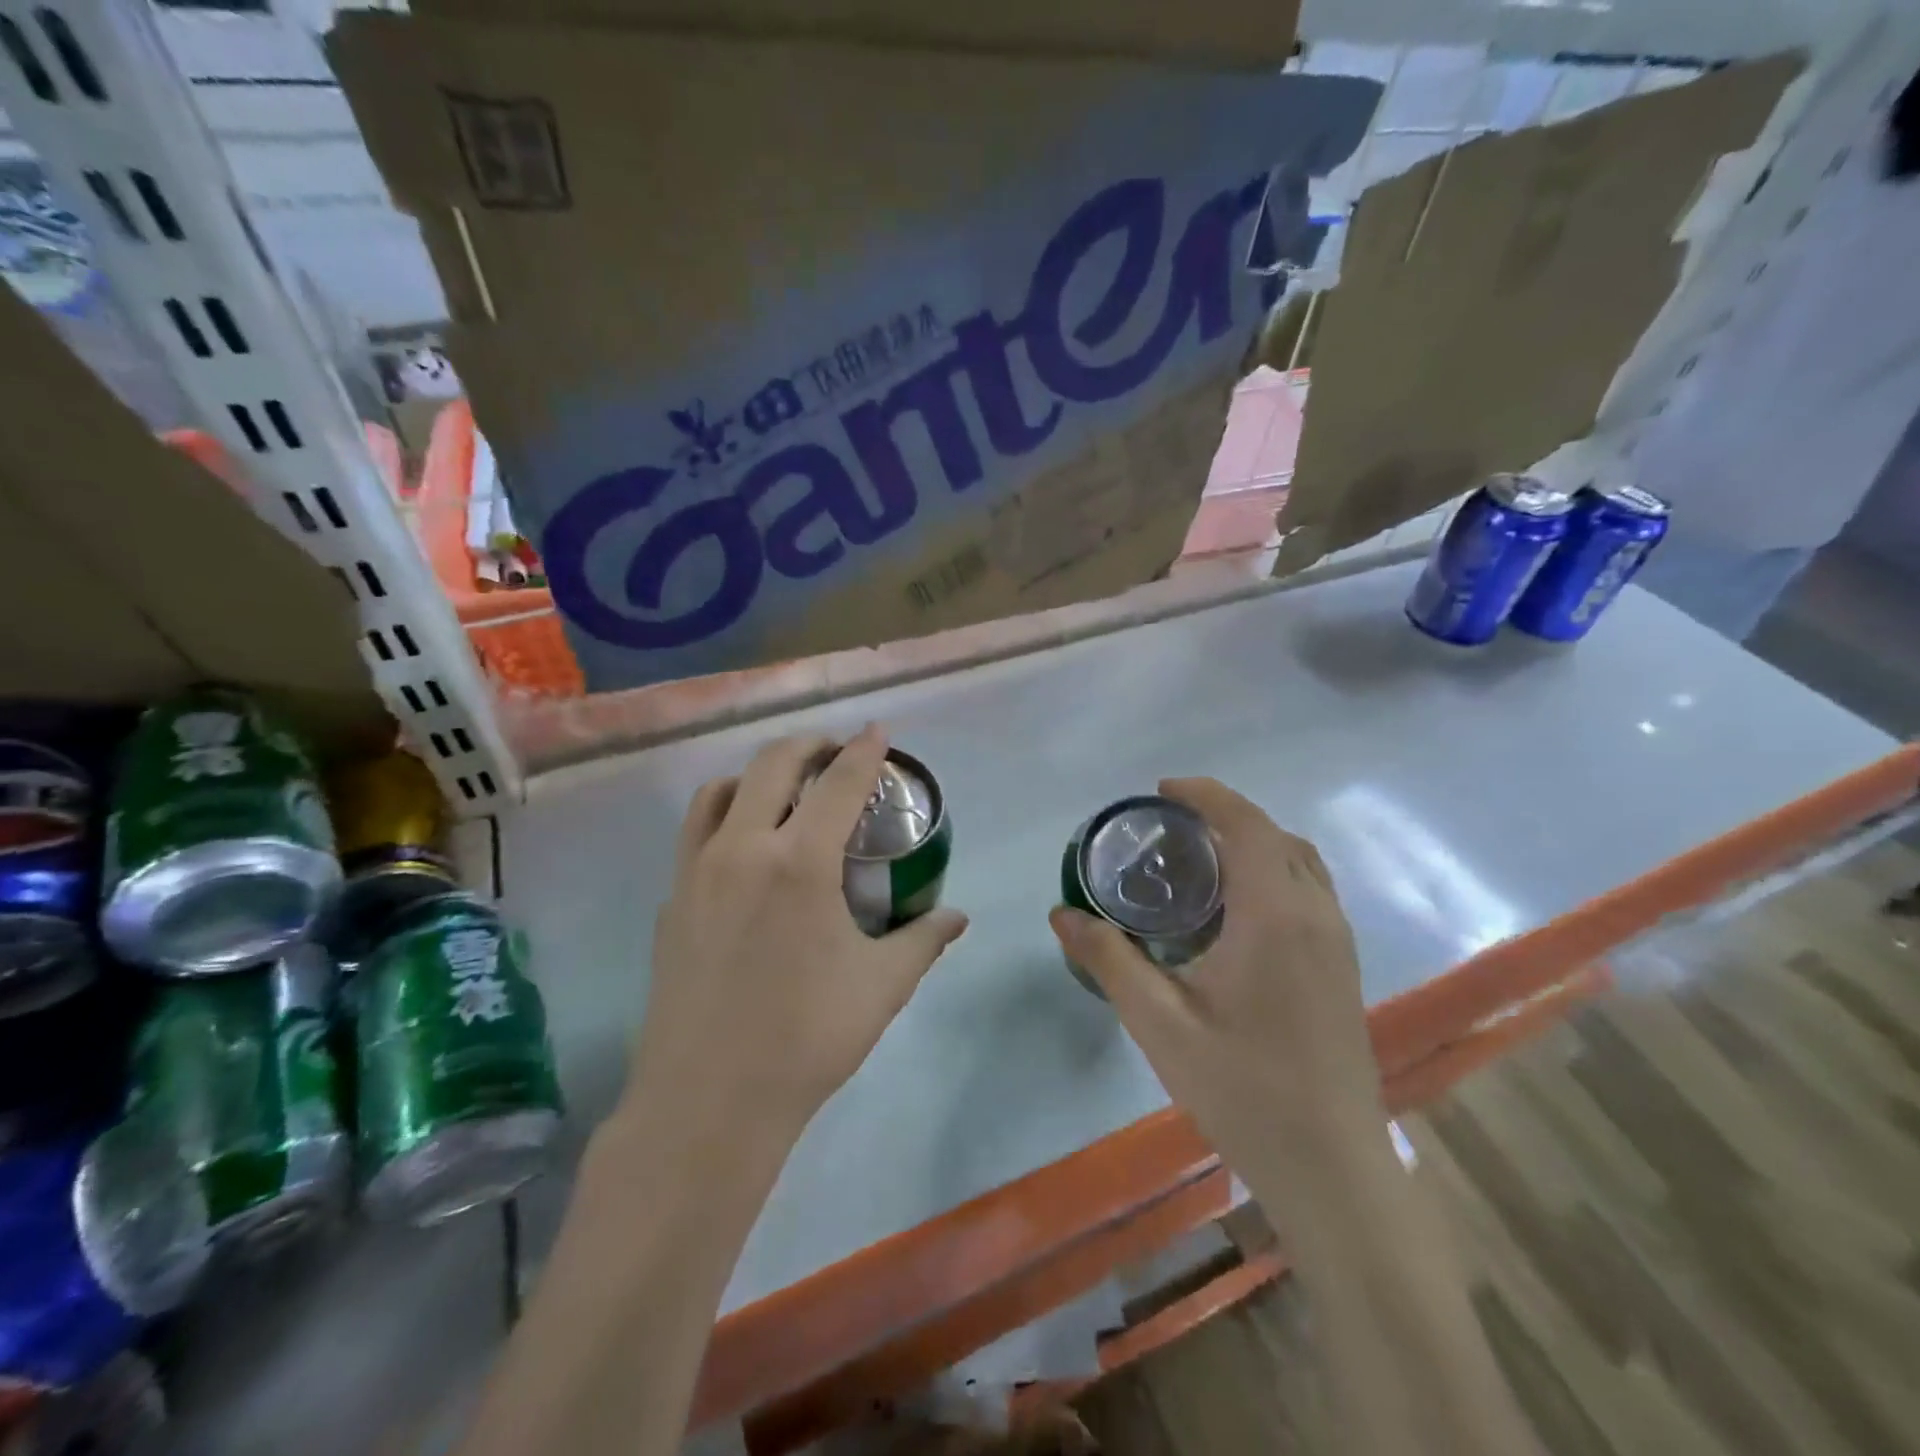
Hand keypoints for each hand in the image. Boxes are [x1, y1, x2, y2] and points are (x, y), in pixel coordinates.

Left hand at [627, 725, 968, 1148]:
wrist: (709, 1101)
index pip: (840, 782)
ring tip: (785, 791)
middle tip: (835, 755)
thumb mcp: (882, 985)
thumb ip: (924, 940)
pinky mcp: (672, 900)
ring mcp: (697, 871)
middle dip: (809, 746)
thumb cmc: (807, 1038)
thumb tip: (957, 917)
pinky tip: (746, 850)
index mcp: (799, 862)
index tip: (877, 731)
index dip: (864, 750)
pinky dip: (725, 815)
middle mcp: (742, 848)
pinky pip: (697, 832)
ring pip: (721, 790)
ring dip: (758, 774)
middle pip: (773, 764)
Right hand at [1049, 778, 1386, 1192]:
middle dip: (1224, 816)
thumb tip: (1061, 914)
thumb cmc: (1242, 1089)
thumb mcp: (1159, 1023)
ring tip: (1198, 861)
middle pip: (1275, 835)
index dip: (1205, 795)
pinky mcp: (1343, 966)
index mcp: (1275, 915)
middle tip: (1170, 829)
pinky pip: (1309, 891)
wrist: (1332, 1169)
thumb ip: (1109, 959)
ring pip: (1299, 862)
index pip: (1246, 825)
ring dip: (1253, 843)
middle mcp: (1316, 915)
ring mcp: (1338, 941)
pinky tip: (1233, 912)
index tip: (1161, 791)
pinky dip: (1272, 872)